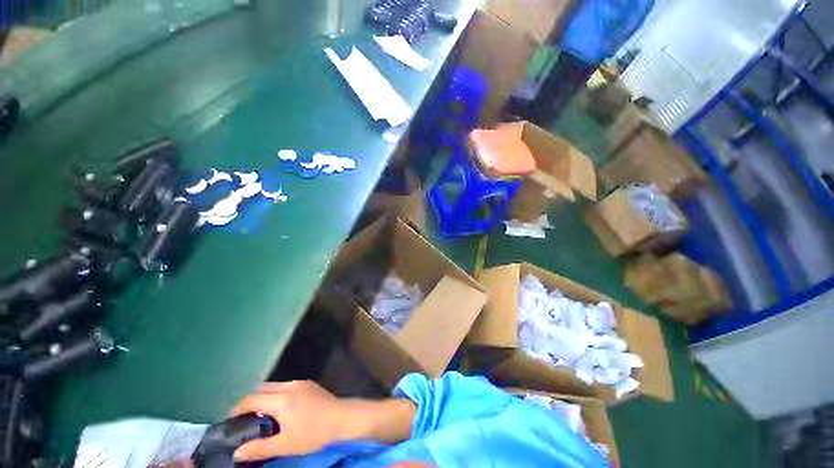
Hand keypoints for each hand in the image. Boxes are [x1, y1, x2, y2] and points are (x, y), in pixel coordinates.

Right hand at [230, 380, 351, 460]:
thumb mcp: (285, 445)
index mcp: (282, 398)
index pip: (252, 399)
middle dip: (250, 401)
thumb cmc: (314, 432)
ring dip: (264, 396)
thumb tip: (237, 453)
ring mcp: (301, 383)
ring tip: (259, 415)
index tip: (229, 420)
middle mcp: (290, 386)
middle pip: (263, 389)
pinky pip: (287, 386)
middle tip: (243, 418)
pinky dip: (277, 394)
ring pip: (276, 386)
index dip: (237, 409)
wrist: (342, 417)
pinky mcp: (309, 384)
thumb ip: (259, 448)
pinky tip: (280, 408)